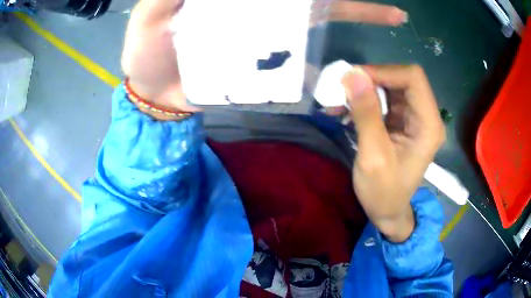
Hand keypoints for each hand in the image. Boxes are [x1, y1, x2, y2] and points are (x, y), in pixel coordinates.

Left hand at [122, 0, 406, 111]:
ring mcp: (266, 37)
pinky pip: (303, 60)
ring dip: (354, 14)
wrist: (155, 94)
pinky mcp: (265, 67)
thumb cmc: (146, 51)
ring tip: (391, 18)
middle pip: (312, 0)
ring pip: (317, 21)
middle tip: (391, 9)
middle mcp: (259, 8)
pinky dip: (328, 60)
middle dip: (352, 1)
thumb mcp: (151, 14)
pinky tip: (352, 64)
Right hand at [342, 65, 444, 242]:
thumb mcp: (373, 156)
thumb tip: (352, 75)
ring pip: (391, 86)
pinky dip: (365, 99)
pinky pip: (385, 99)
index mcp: (428, 125)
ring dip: (365, 89)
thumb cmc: (383, 192)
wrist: (387, 211)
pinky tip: (347, 109)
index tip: (355, 80)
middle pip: (402, 78)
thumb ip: (366, 113)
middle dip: (372, 79)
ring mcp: (414, 118)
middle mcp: (426, 116)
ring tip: (341, 101)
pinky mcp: (402, 121)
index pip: (413, 78)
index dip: (384, 71)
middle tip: (343, 90)